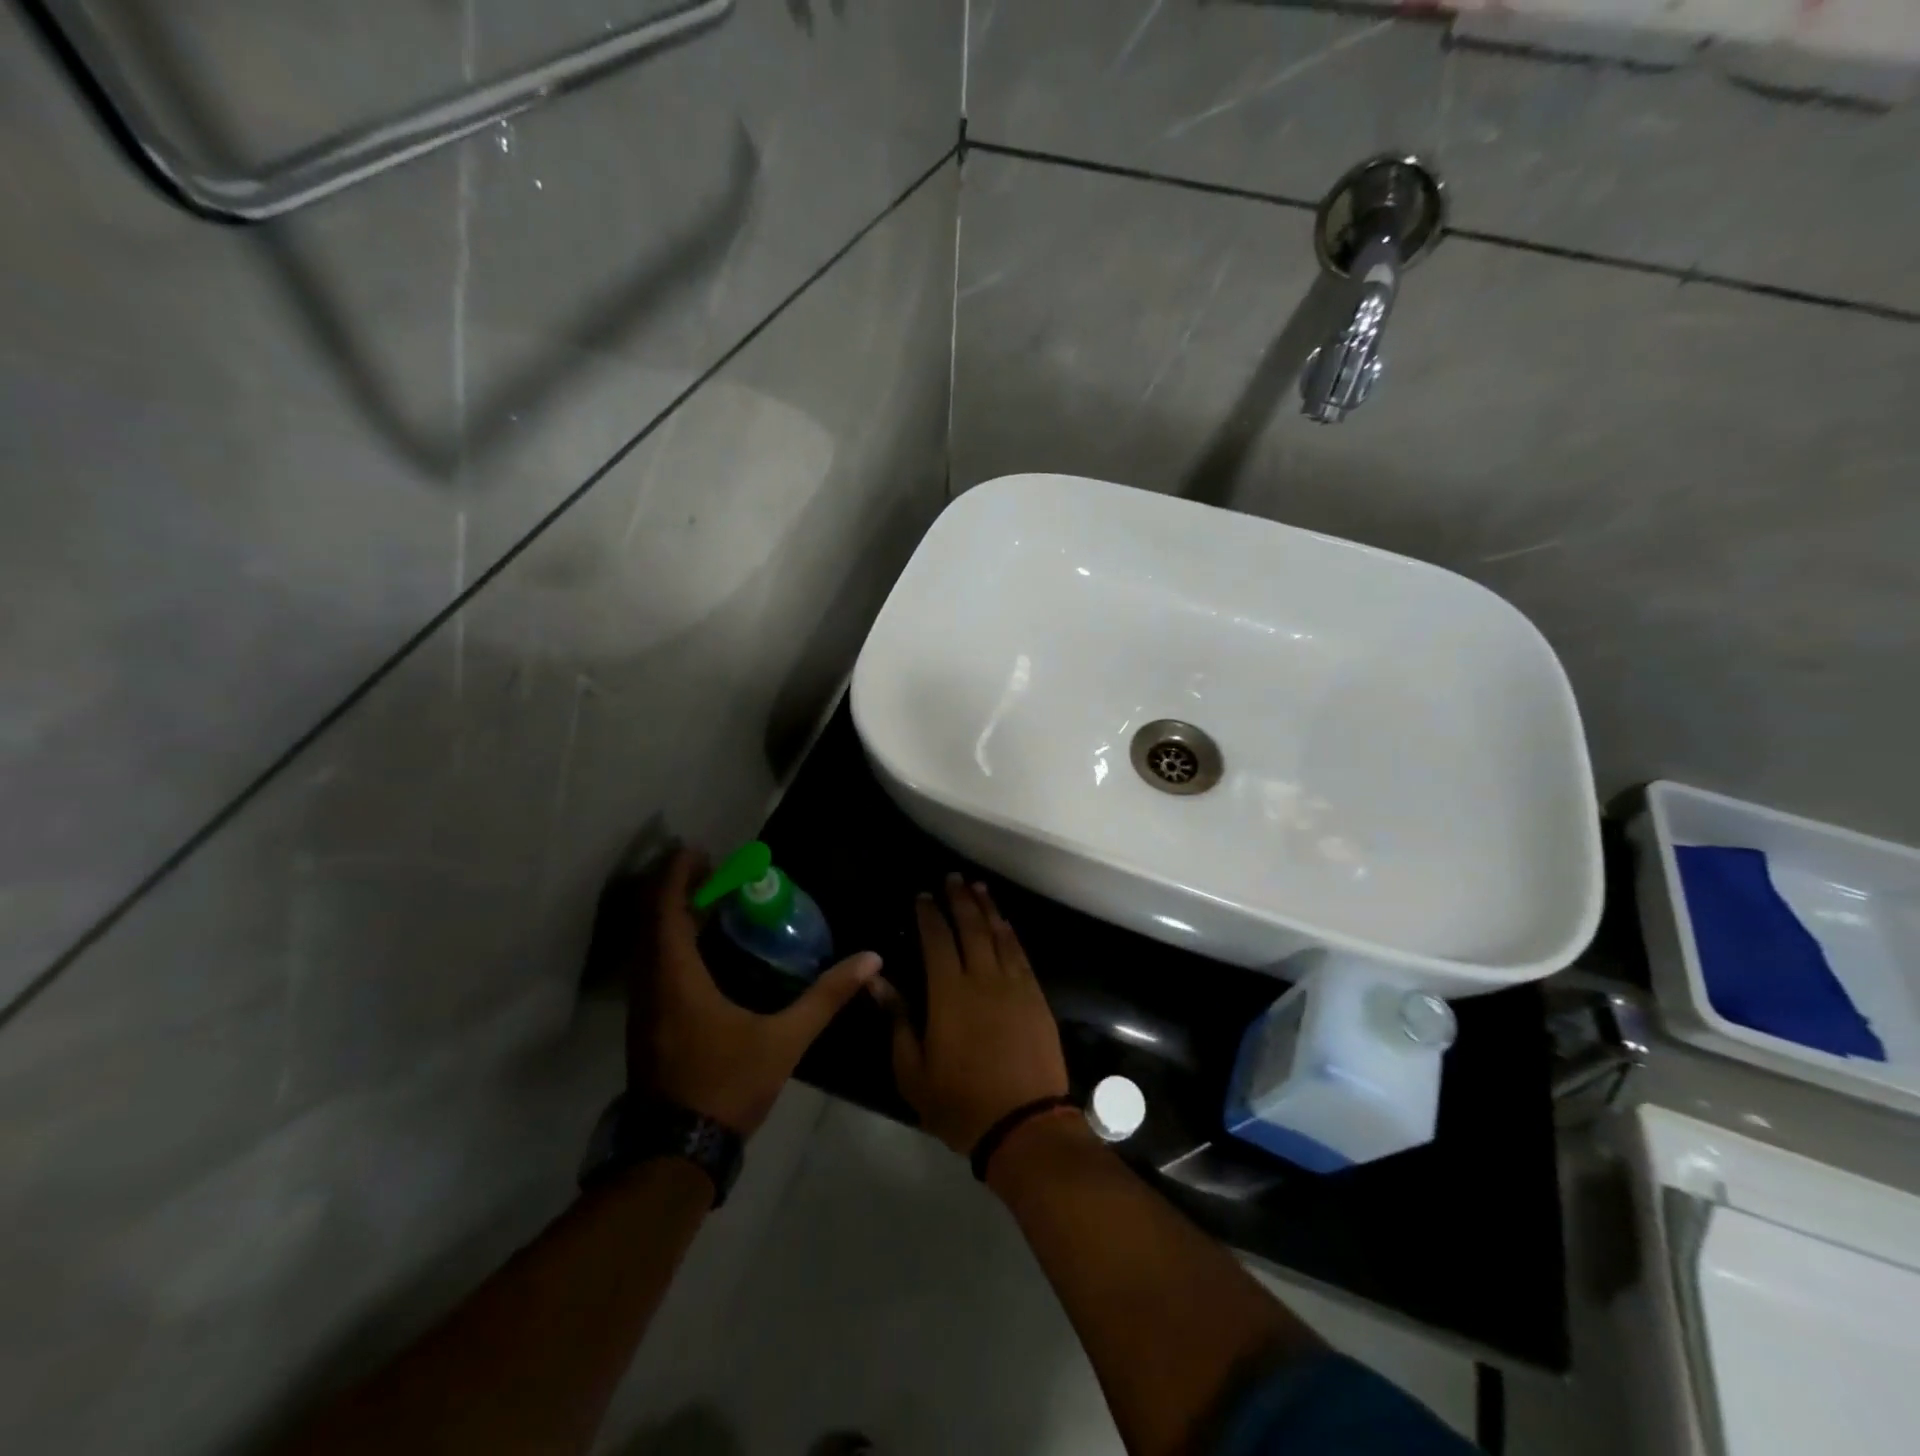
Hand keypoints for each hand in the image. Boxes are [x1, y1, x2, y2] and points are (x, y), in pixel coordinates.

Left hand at [626, 846, 881, 1135]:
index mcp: (677, 979)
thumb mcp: (784, 1040)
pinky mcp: (645, 1025)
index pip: (665, 910)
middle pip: (651, 921)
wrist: (676, 1152)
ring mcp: (642, 1008)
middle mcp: (651, 985)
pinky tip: (702, 952)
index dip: (676, 875)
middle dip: (676, 890)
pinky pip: (651, 966)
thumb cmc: (727, 1086)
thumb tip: (869, 959)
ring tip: (709, 903)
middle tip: (712, 872)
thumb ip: (826, 997)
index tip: (699, 851)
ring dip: (671, 917)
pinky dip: (670, 943)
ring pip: (648, 946)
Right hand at [874, 875, 1069, 1154]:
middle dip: (960, 899)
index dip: (929, 914)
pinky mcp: (1036, 997)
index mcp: (949, 994)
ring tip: (978, 887)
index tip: (923, 895)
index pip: (937, 940)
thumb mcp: (913, 1071)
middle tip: (953, 878)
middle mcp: (983, 979)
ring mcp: (1014, 985)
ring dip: (987, 908)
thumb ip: (897, 1020)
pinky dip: (1010, 934)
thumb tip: (878, 980)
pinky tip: (1004, 924)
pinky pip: (1020, 954)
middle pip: (971, 927)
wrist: (1024, 1125)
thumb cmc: (960, 1103)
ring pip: (999, 935)